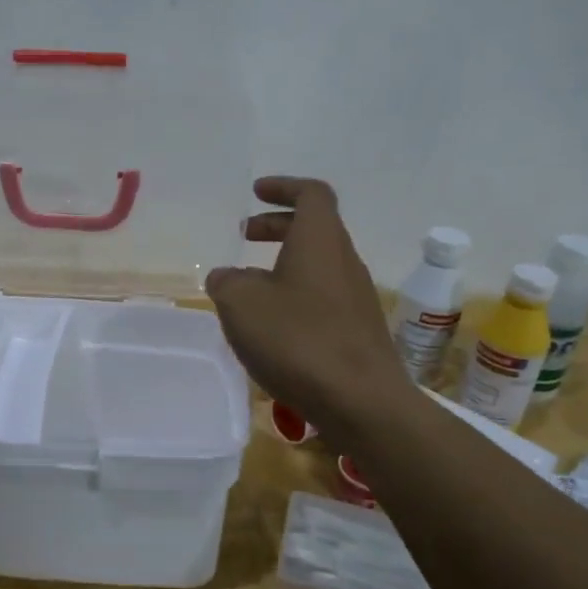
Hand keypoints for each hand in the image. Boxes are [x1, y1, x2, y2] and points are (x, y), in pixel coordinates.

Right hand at [205, 177, 416, 442]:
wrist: (361, 401)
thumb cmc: (298, 340)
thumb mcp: (241, 304)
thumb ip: (227, 282)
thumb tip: (226, 277)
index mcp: (320, 240)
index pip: (311, 194)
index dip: (283, 188)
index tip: (256, 192)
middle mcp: (344, 260)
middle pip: (314, 228)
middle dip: (277, 225)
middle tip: (245, 233)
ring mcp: (356, 296)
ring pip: (317, 264)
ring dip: (283, 263)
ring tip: (248, 284)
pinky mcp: (357, 329)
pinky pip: (322, 295)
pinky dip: (294, 293)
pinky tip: (271, 323)